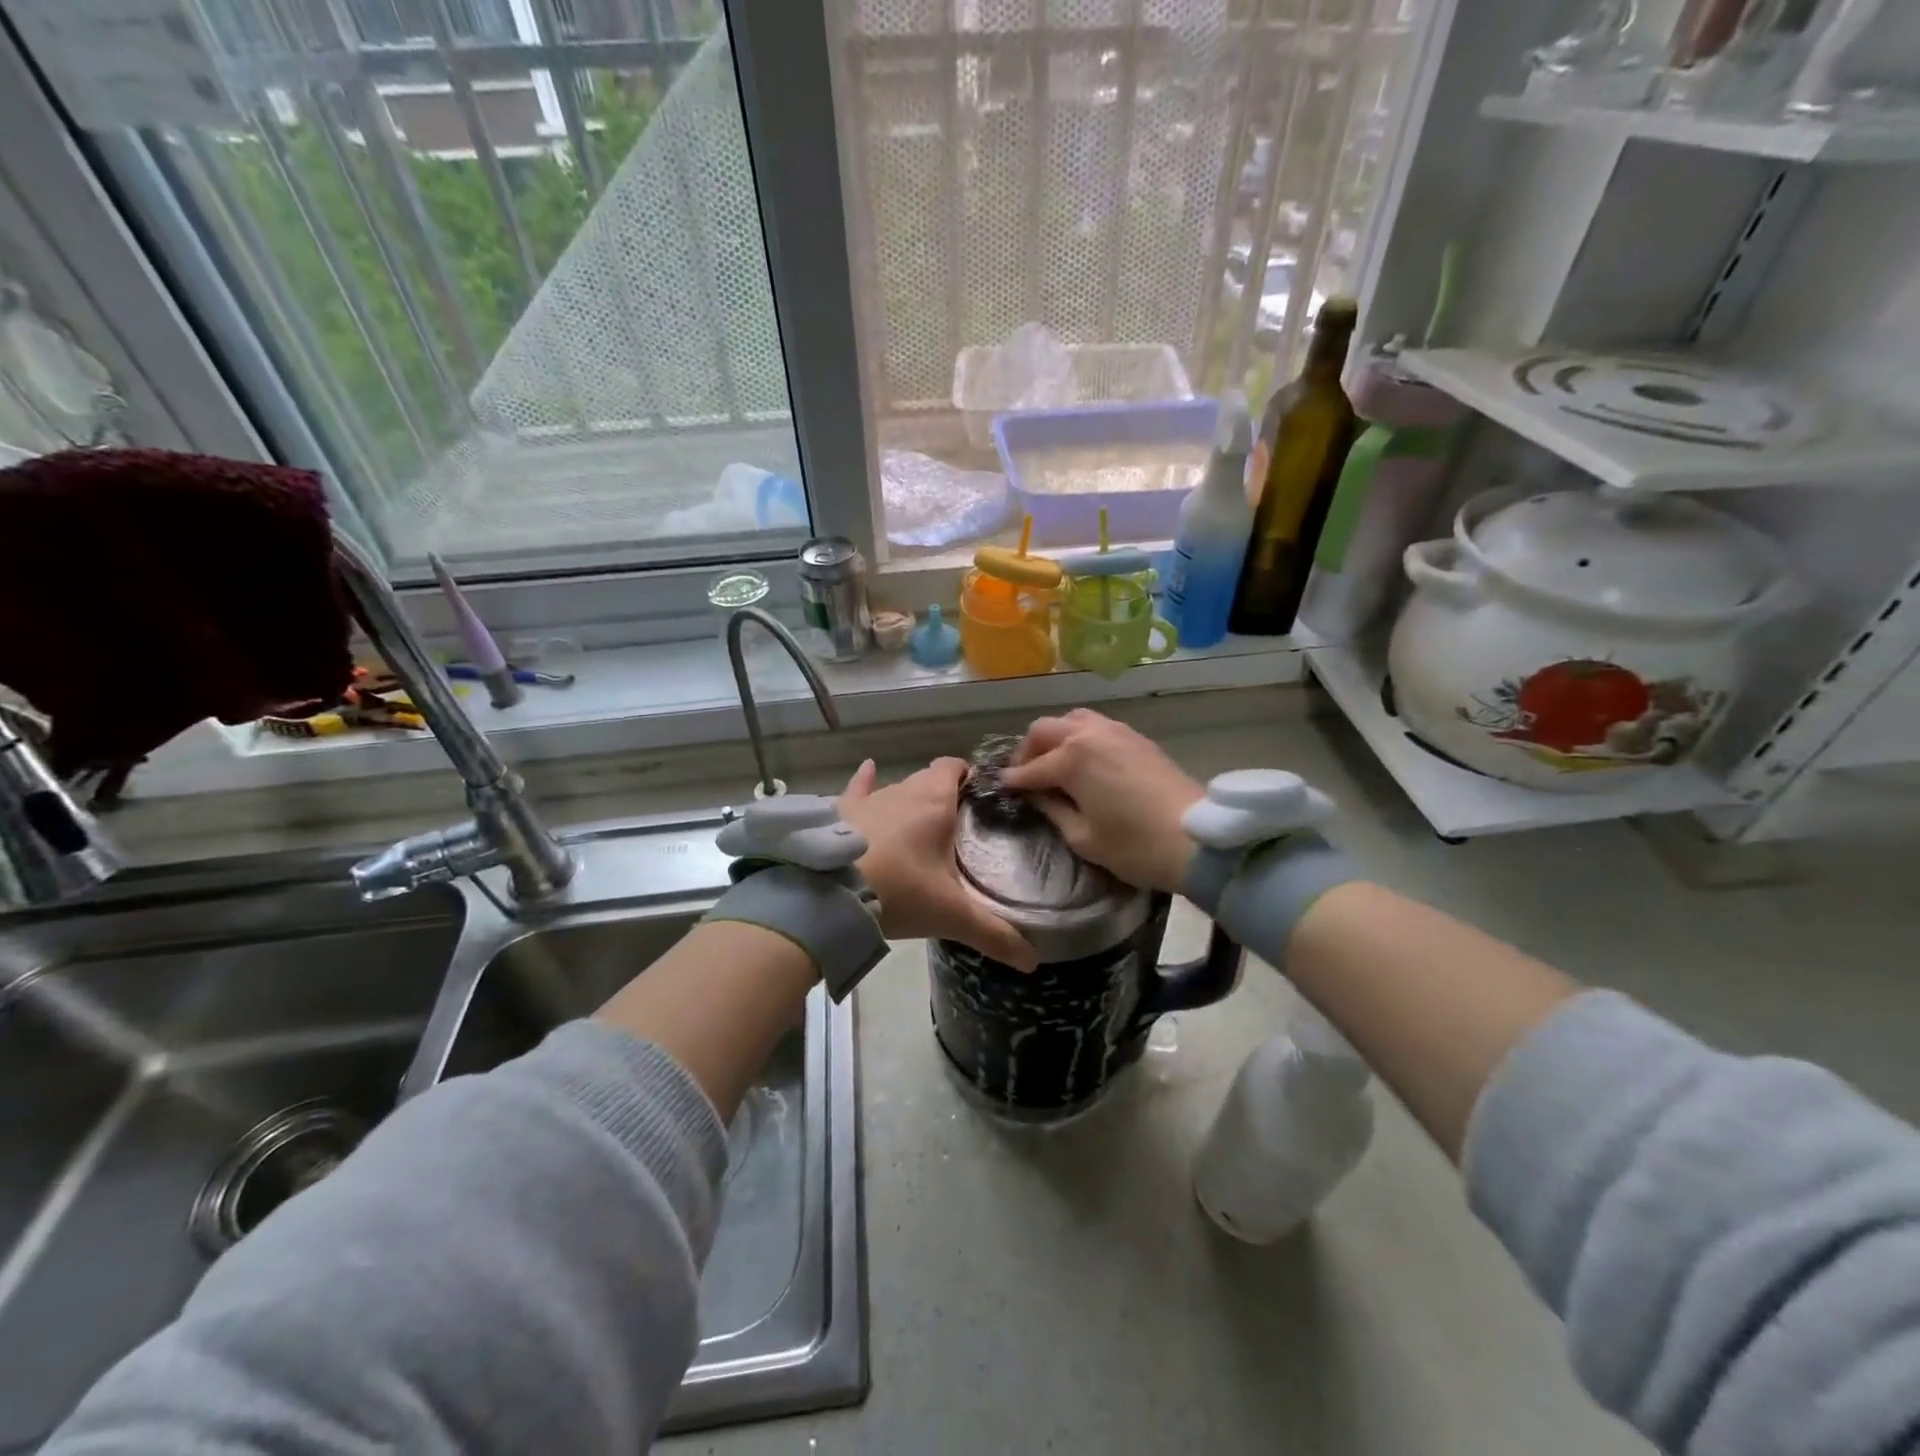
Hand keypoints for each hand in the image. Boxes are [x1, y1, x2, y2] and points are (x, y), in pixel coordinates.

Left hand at [838, 758, 1037, 971]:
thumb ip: (993, 934)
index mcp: (936, 801)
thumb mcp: (951, 915)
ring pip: (898, 788)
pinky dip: (865, 781)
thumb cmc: (899, 891)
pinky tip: (868, 769)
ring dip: (910, 799)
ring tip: (922, 822)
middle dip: (944, 793)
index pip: (956, 767)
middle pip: (930, 779)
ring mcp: (869, 799)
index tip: (982, 798)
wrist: (828, 894)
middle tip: (959, 822)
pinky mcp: (840, 812)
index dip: (970, 776)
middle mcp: (903, 790)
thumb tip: (1033, 961)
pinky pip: (857, 788)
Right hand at [998, 709, 1203, 893]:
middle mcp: (1089, 734)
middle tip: (1025, 775)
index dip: (1013, 781)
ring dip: (1055, 737)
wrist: (1197, 839)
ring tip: (1054, 762)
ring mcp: (1115, 731)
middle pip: (1044, 730)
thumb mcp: (1083, 837)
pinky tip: (1083, 760)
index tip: (1001, 789)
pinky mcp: (1136, 737)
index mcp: (1071, 758)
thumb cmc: (1135, 845)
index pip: (1030, 768)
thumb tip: (1037, 797)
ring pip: (1071, 719)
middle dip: (1028, 751)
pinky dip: (1079, 736)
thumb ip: (1053, 811)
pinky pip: (1096, 725)